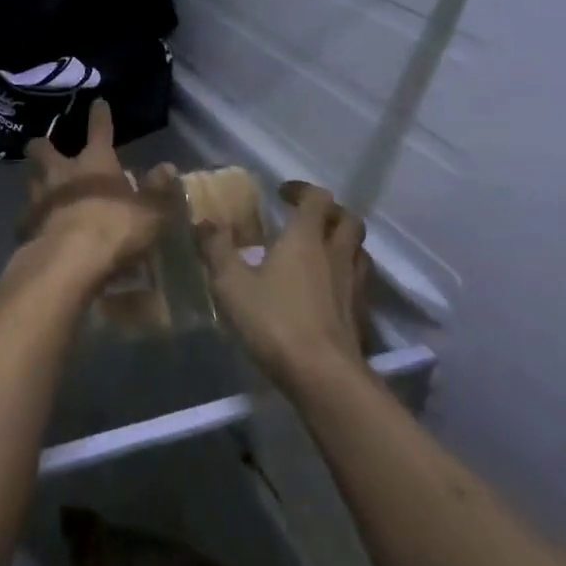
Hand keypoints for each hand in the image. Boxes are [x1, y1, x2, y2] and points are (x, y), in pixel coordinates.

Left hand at [6, 99, 162, 297]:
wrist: (67, 261)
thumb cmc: (114, 228)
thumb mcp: (149, 212)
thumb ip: (158, 190)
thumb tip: (167, 167)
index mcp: (95, 162)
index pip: (100, 130)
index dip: (100, 116)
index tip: (97, 103)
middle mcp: (61, 172)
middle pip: (43, 149)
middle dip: (43, 145)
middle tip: (44, 147)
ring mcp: (38, 198)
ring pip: (32, 180)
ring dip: (37, 182)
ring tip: (43, 190)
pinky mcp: (25, 226)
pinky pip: (27, 217)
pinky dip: (33, 220)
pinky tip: (39, 229)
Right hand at [199, 181, 368, 392]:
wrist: (323, 376)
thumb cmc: (275, 320)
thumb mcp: (232, 284)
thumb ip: (217, 249)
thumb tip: (204, 221)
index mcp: (306, 237)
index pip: (317, 197)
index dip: (301, 189)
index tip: (282, 194)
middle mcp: (336, 253)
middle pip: (347, 219)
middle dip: (329, 212)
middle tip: (306, 219)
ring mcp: (354, 284)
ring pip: (358, 250)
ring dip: (342, 243)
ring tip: (319, 252)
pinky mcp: (361, 314)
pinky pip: (359, 281)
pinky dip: (345, 275)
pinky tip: (327, 290)